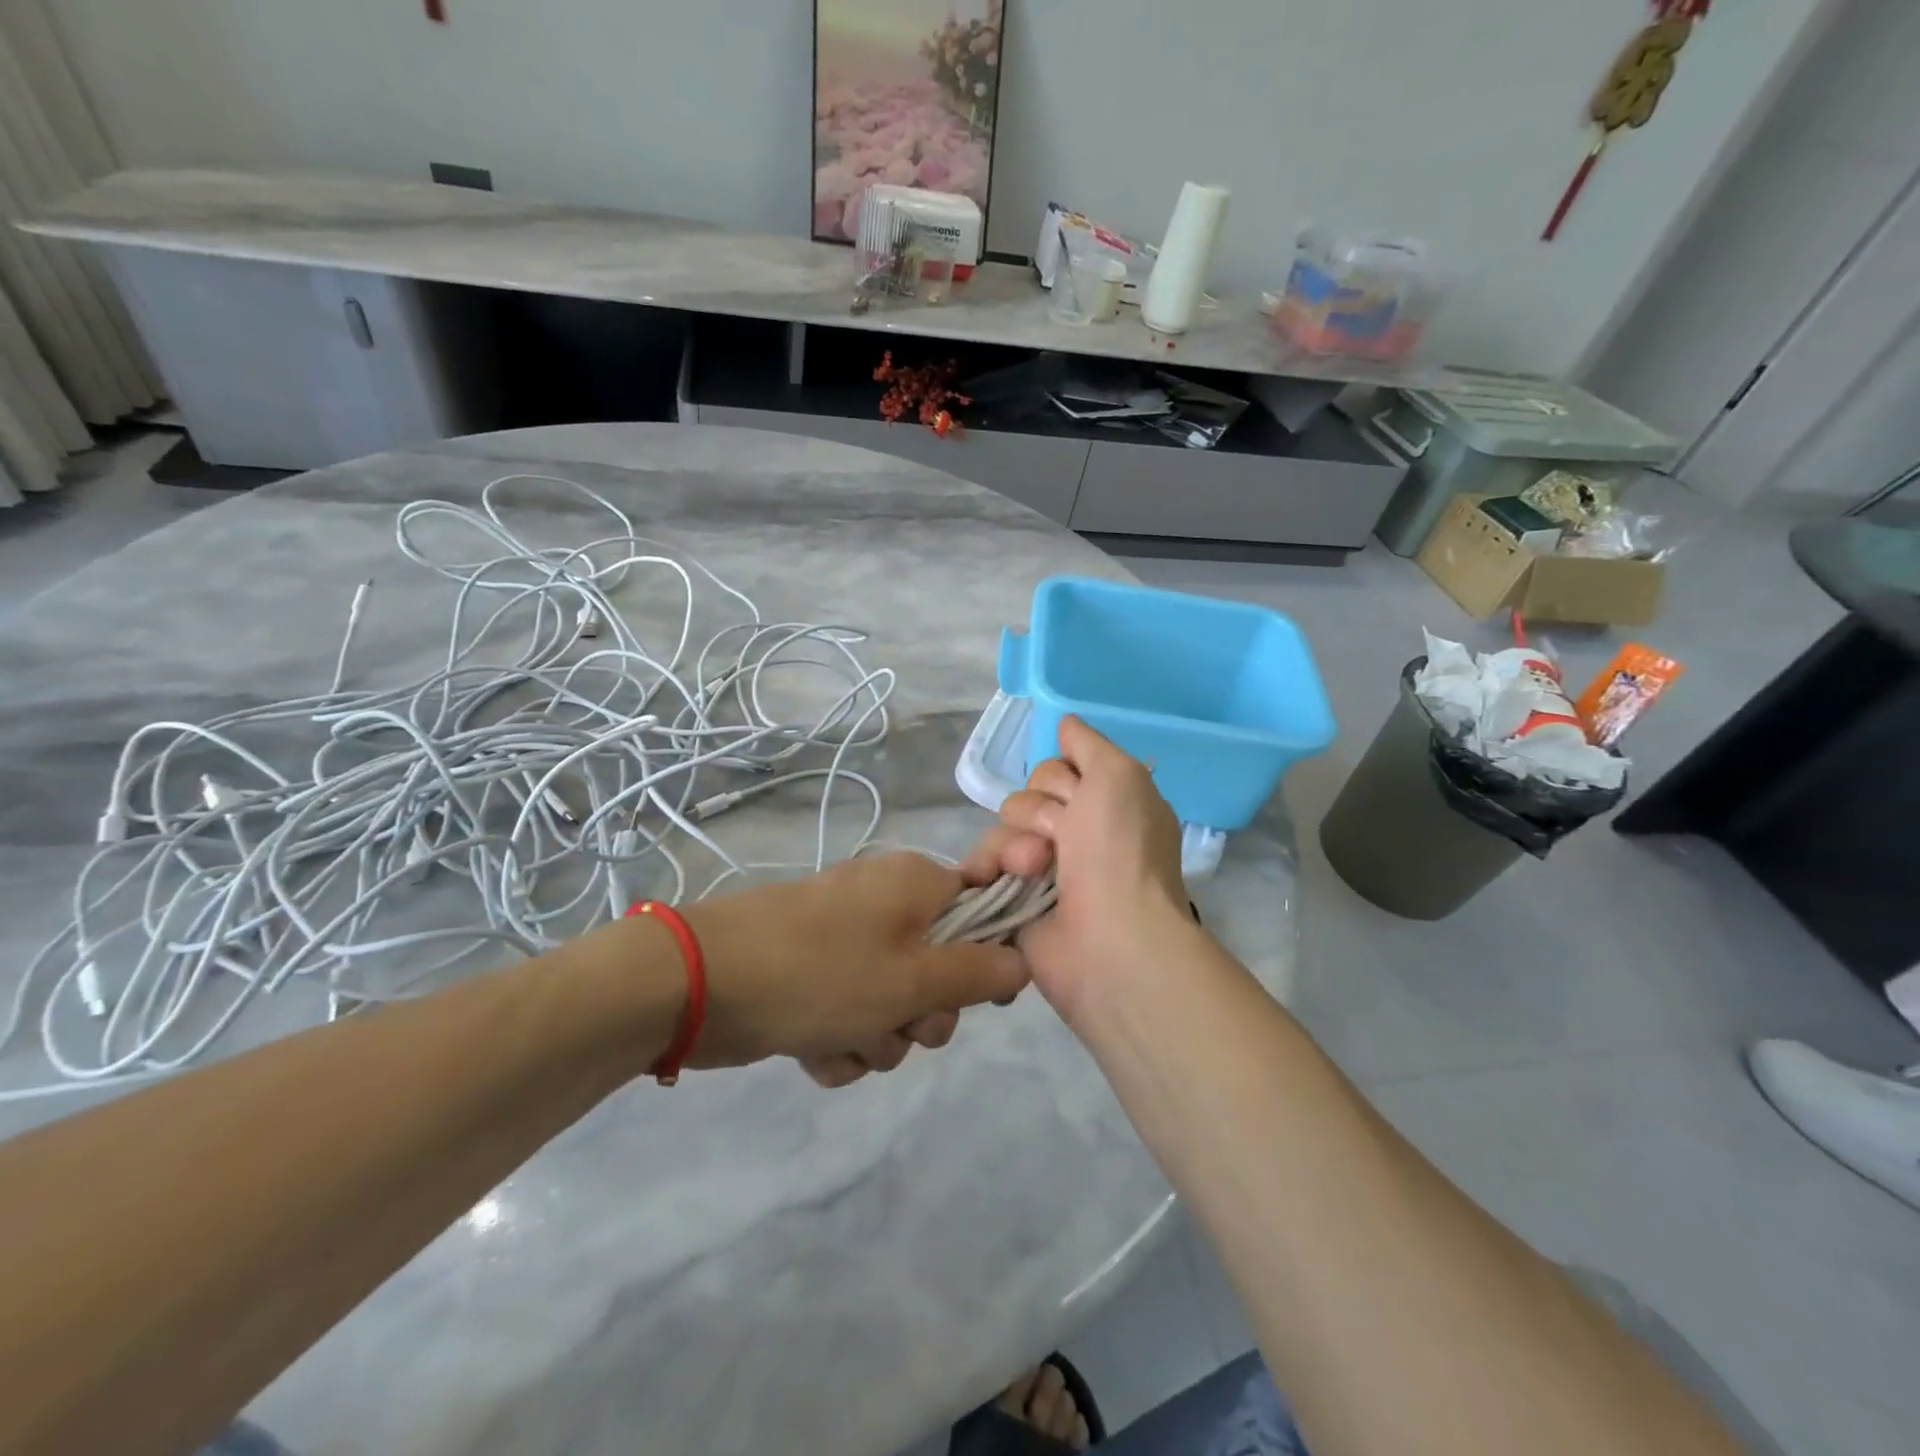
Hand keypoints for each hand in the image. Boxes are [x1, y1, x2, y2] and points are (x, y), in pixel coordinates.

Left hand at [680, 851, 1029, 1085]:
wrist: (699, 983)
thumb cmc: (820, 973)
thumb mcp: (913, 979)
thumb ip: (978, 972)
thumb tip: (1024, 961)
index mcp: (916, 885)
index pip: (983, 911)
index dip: (989, 958)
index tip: (981, 997)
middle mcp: (886, 904)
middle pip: (941, 968)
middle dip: (925, 1014)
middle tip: (900, 1024)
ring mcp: (846, 940)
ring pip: (895, 1002)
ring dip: (879, 1037)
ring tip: (844, 1042)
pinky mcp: (814, 975)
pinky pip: (853, 1014)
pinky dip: (842, 1042)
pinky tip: (815, 1054)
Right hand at [962, 716, 1194, 1026]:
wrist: (1110, 939)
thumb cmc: (1121, 852)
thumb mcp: (1119, 776)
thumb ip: (1089, 745)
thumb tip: (1065, 723)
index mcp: (1104, 807)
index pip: (1056, 769)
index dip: (1060, 780)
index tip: (1078, 798)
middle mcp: (1074, 835)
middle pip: (1025, 797)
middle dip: (1038, 813)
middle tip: (1061, 839)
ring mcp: (1042, 871)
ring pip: (1001, 829)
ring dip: (1015, 845)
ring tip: (1033, 872)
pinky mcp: (1012, 900)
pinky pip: (983, 866)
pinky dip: (987, 869)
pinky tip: (994, 882)